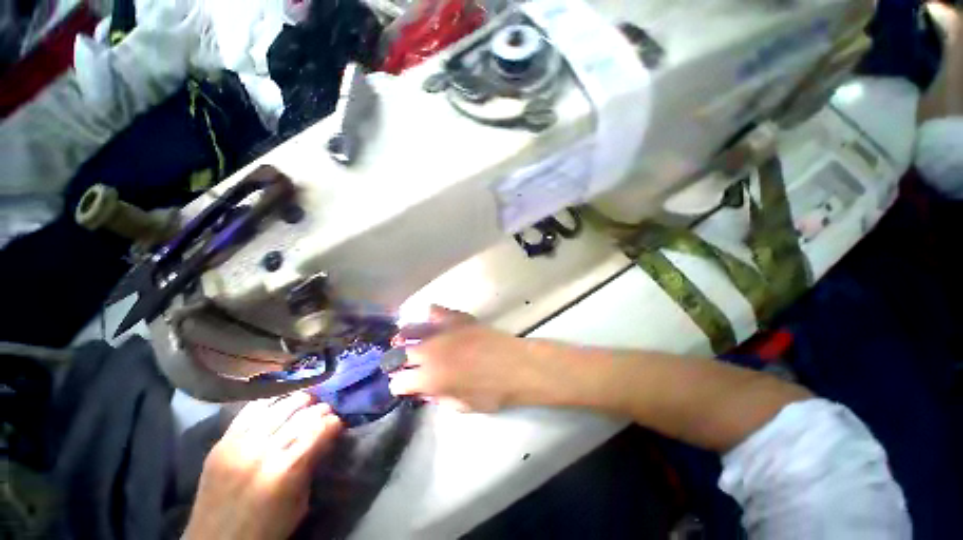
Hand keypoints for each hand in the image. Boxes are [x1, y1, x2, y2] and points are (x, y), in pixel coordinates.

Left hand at [184, 392, 342, 539]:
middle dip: (320, 409)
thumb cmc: (265, 529)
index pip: (319, 429)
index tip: (338, 422)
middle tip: (326, 411)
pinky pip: (249, 411)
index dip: (333, 422)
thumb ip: (312, 465)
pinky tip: (279, 401)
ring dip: (298, 400)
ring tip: (307, 400)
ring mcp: (239, 444)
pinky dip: (269, 402)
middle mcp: (263, 451)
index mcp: (287, 470)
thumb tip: (326, 438)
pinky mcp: (222, 443)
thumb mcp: (299, 504)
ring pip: (277, 407)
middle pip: (301, 415)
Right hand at [388, 306, 548, 411]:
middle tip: (403, 364)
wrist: (516, 365)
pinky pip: (436, 311)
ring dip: (406, 336)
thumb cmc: (491, 392)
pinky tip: (432, 321)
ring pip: (412, 329)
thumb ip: (437, 397)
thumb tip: (424, 389)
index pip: (398, 382)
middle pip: (399, 354)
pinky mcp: (456, 318)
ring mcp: (442, 331)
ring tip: (406, 339)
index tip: (405, 386)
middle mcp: (429, 351)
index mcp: (428, 378)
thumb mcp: (461, 405)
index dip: (400, 386)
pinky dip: (431, 316)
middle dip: (397, 361)